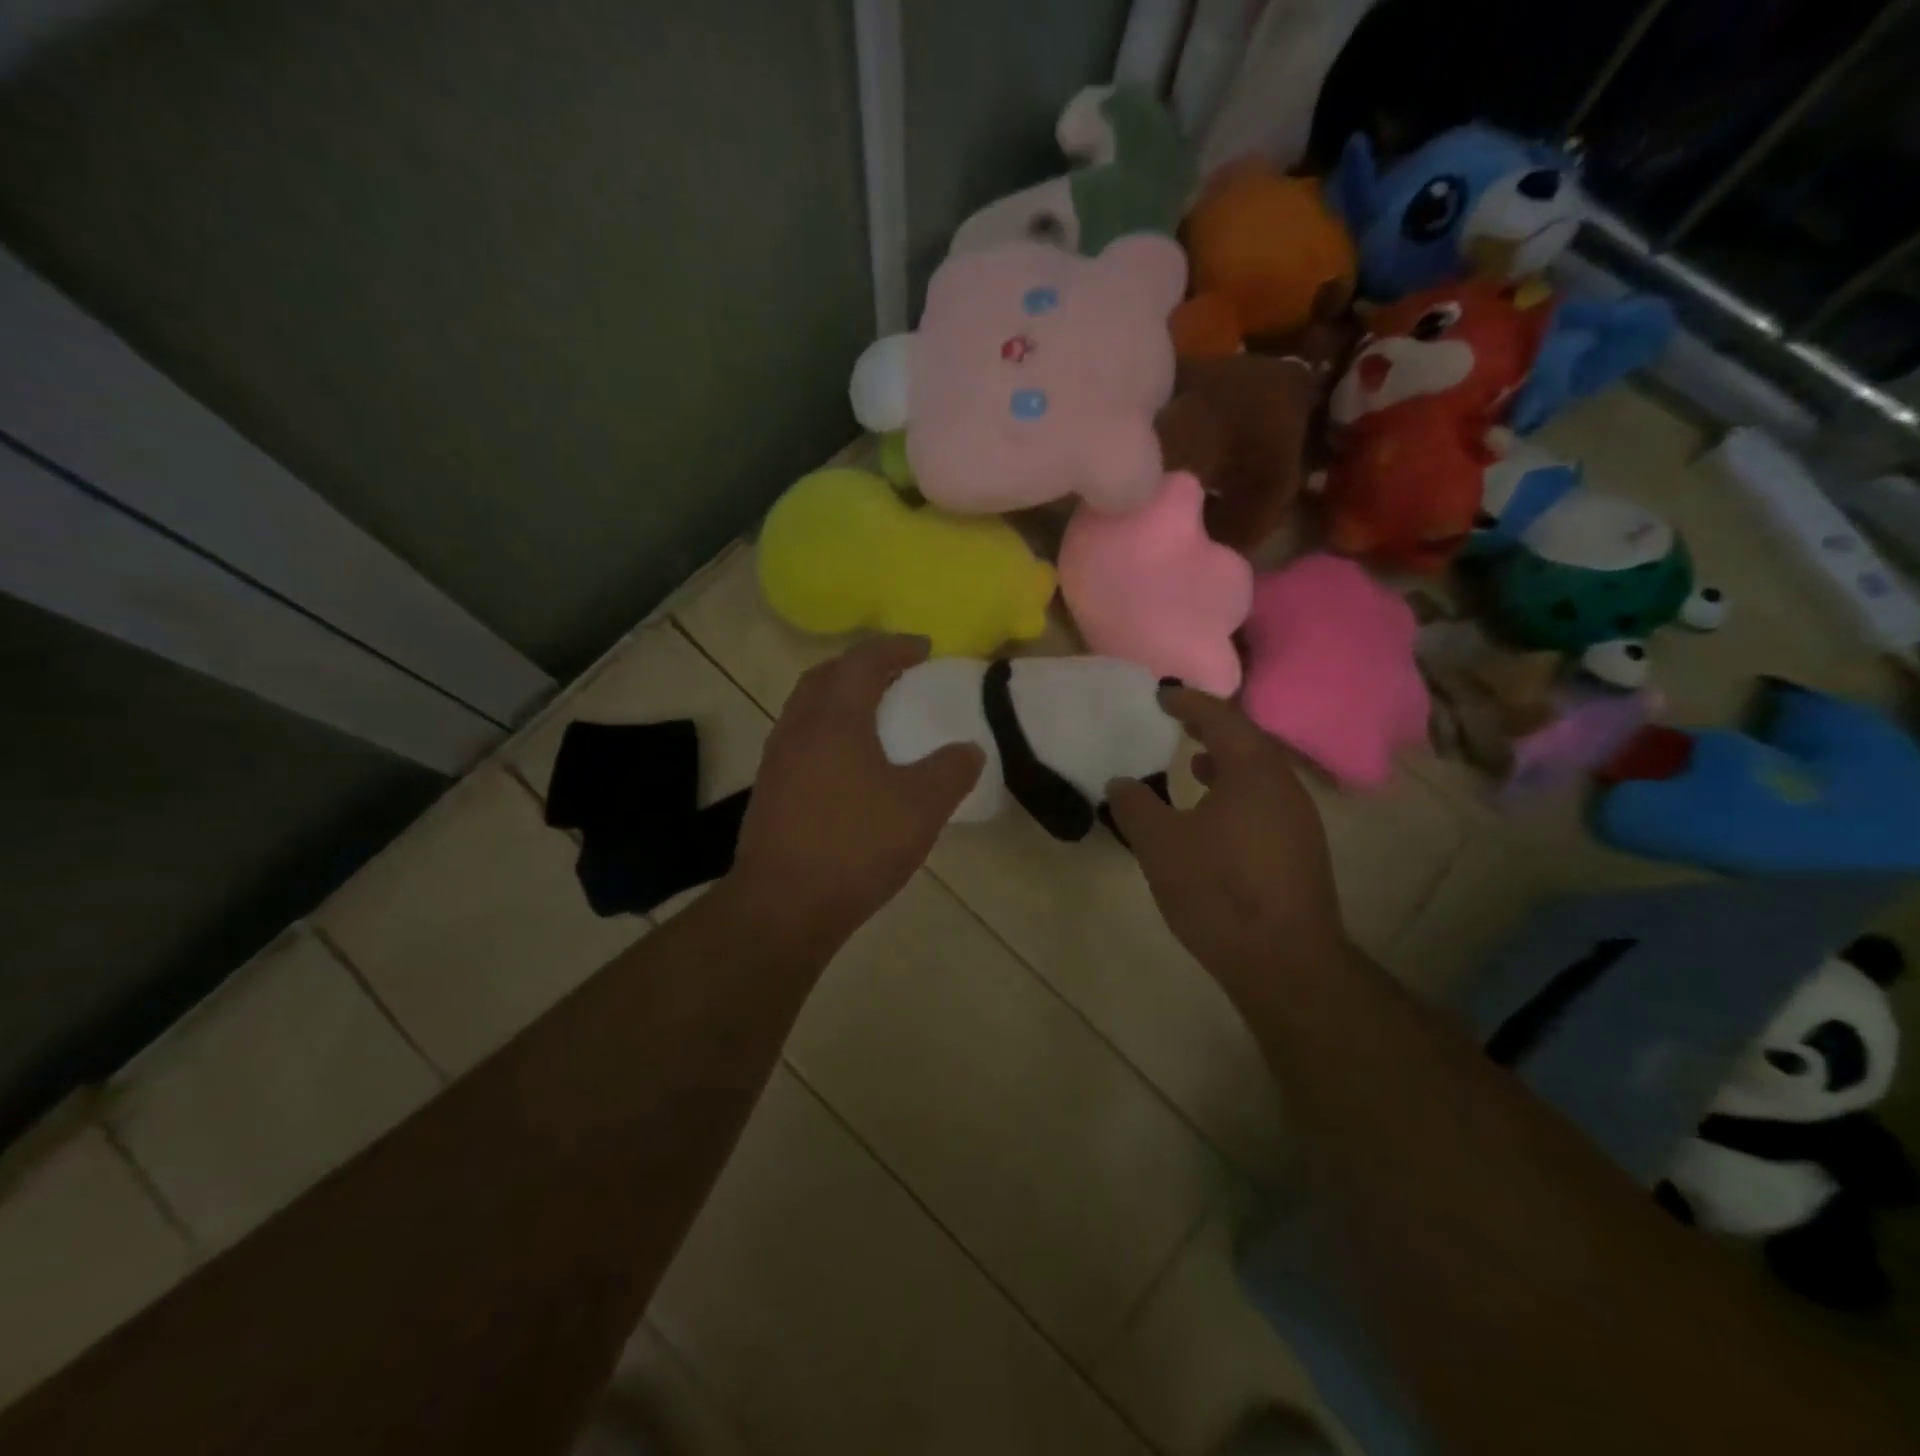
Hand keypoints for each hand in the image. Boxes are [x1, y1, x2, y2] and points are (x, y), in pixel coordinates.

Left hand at [724, 636, 983, 951]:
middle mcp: (799, 727)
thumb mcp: (921, 808)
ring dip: (839, 697)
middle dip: (862, 666)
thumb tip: (968, 749)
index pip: (864, 661)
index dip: (896, 647)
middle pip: (826, 675)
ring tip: (873, 714)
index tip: (924, 649)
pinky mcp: (769, 789)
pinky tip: (848, 762)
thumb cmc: (855, 846)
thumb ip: (950, 771)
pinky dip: (826, 729)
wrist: (783, 905)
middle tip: (895, 674)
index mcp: (835, 719)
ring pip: (807, 707)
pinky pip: (800, 737)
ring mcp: (777, 759)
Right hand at [1105, 687, 1347, 1004]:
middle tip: (1177, 722)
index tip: (1161, 695)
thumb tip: (1120, 782)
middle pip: (1247, 742)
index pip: (1221, 718)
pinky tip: (1214, 818)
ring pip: (1259, 774)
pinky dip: (1236, 792)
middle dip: (1210, 729)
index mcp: (1253, 772)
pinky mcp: (1301, 851)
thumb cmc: (1219, 891)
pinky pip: (1265, 802)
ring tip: (1192, 764)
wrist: (1284, 963)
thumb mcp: (1160, 845)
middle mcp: (1284, 787)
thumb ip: (1135, 806)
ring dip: (1224, 762)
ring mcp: (1299, 821)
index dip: (1188, 702)